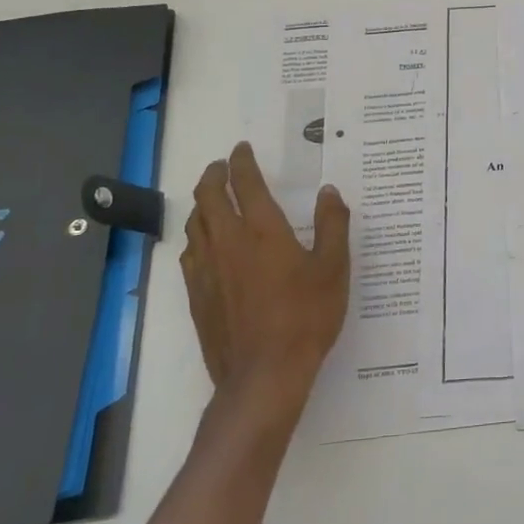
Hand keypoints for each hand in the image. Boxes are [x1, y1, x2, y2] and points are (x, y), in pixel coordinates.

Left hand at [180, 142, 350, 420]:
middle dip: (213, 175)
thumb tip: (329, 192)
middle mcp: (228, 242)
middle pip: (208, 198)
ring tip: (211, 199)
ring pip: (194, 224)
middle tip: (221, 166)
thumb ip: (332, 225)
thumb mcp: (334, 268)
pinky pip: (189, 254)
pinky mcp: (197, 296)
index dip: (242, 162)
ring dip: (201, 204)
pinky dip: (195, 237)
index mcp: (262, 230)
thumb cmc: (306, 317)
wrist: (264, 374)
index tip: (242, 149)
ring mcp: (207, 270)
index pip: (246, 183)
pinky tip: (203, 245)